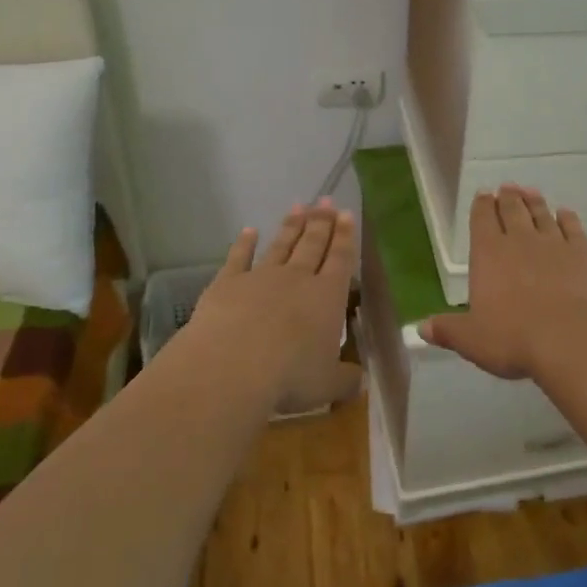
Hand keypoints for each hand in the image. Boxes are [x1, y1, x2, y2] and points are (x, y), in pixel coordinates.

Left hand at [184, 200, 358, 412]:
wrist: (232, 365)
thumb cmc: (289, 376)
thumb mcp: (327, 385)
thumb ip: (345, 380)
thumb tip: (360, 382)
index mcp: (327, 297)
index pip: (340, 260)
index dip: (345, 237)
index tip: (347, 214)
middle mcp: (297, 279)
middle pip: (312, 244)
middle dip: (321, 222)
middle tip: (326, 201)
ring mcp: (260, 277)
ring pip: (280, 245)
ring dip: (291, 226)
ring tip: (299, 206)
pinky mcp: (227, 283)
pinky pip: (239, 257)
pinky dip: (244, 243)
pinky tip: (249, 230)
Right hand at [421, 185, 586, 380]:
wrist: (573, 338)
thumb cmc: (514, 338)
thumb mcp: (472, 340)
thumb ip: (448, 330)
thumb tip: (422, 328)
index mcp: (488, 255)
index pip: (481, 221)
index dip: (481, 206)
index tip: (483, 194)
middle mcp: (520, 241)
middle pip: (512, 212)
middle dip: (508, 198)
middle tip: (507, 187)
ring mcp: (555, 244)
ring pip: (542, 215)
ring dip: (535, 202)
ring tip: (531, 192)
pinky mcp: (584, 254)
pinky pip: (573, 229)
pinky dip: (568, 218)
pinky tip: (565, 213)